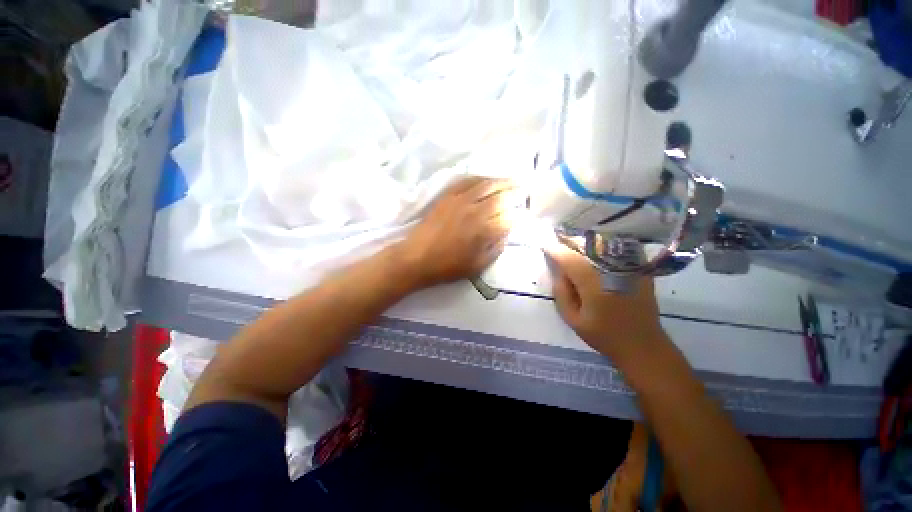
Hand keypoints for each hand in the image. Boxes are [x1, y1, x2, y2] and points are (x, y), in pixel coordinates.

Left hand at [398, 177, 514, 288]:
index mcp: (484, 230)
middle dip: (516, 192)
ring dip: (502, 181)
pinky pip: (467, 181)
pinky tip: (487, 179)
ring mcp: (460, 200)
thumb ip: (495, 249)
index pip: (509, 217)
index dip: (520, 214)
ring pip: (486, 184)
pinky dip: (480, 178)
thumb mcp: (477, 266)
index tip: (525, 213)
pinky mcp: (447, 196)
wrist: (416, 258)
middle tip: (525, 189)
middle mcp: (475, 211)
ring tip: (512, 180)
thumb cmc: (447, 267)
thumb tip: (506, 233)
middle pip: (501, 196)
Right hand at [544, 240, 665, 360]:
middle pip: (587, 245)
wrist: (643, 345)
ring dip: (585, 241)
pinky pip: (618, 248)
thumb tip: (558, 270)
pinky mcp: (639, 269)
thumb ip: (561, 293)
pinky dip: (603, 245)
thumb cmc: (603, 335)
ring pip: (602, 243)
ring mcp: (629, 268)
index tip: (544, 246)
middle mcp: (612, 271)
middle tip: (557, 241)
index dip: (555, 250)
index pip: (570, 259)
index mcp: (594, 285)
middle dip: (569, 241)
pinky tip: (594, 250)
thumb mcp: (572, 319)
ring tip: (573, 244)